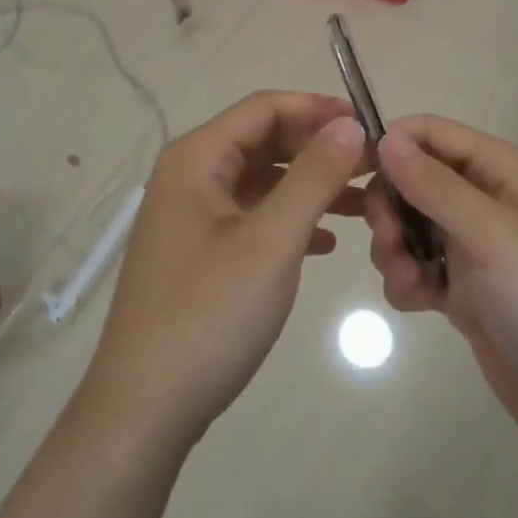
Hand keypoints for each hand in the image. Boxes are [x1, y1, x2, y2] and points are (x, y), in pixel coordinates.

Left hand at [80, 91, 367, 454]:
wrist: (145, 409)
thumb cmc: (210, 313)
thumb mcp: (272, 240)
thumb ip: (313, 176)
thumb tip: (348, 125)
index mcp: (196, 158)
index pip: (264, 108)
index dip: (318, 109)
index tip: (369, 126)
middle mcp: (188, 176)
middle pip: (262, 141)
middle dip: (317, 149)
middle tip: (372, 166)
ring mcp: (190, 217)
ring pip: (260, 182)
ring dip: (308, 186)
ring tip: (362, 202)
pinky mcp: (197, 253)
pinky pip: (250, 217)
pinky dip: (288, 219)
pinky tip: (325, 242)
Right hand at [366, 115, 517, 462]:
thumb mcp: (493, 235)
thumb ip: (434, 185)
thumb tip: (384, 138)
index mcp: (502, 171)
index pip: (432, 133)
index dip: (391, 144)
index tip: (352, 173)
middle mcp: (486, 200)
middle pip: (412, 179)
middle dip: (390, 208)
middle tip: (389, 241)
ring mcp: (475, 247)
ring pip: (408, 225)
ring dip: (394, 249)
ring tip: (409, 281)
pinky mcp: (465, 290)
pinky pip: (416, 267)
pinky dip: (407, 281)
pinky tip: (420, 305)